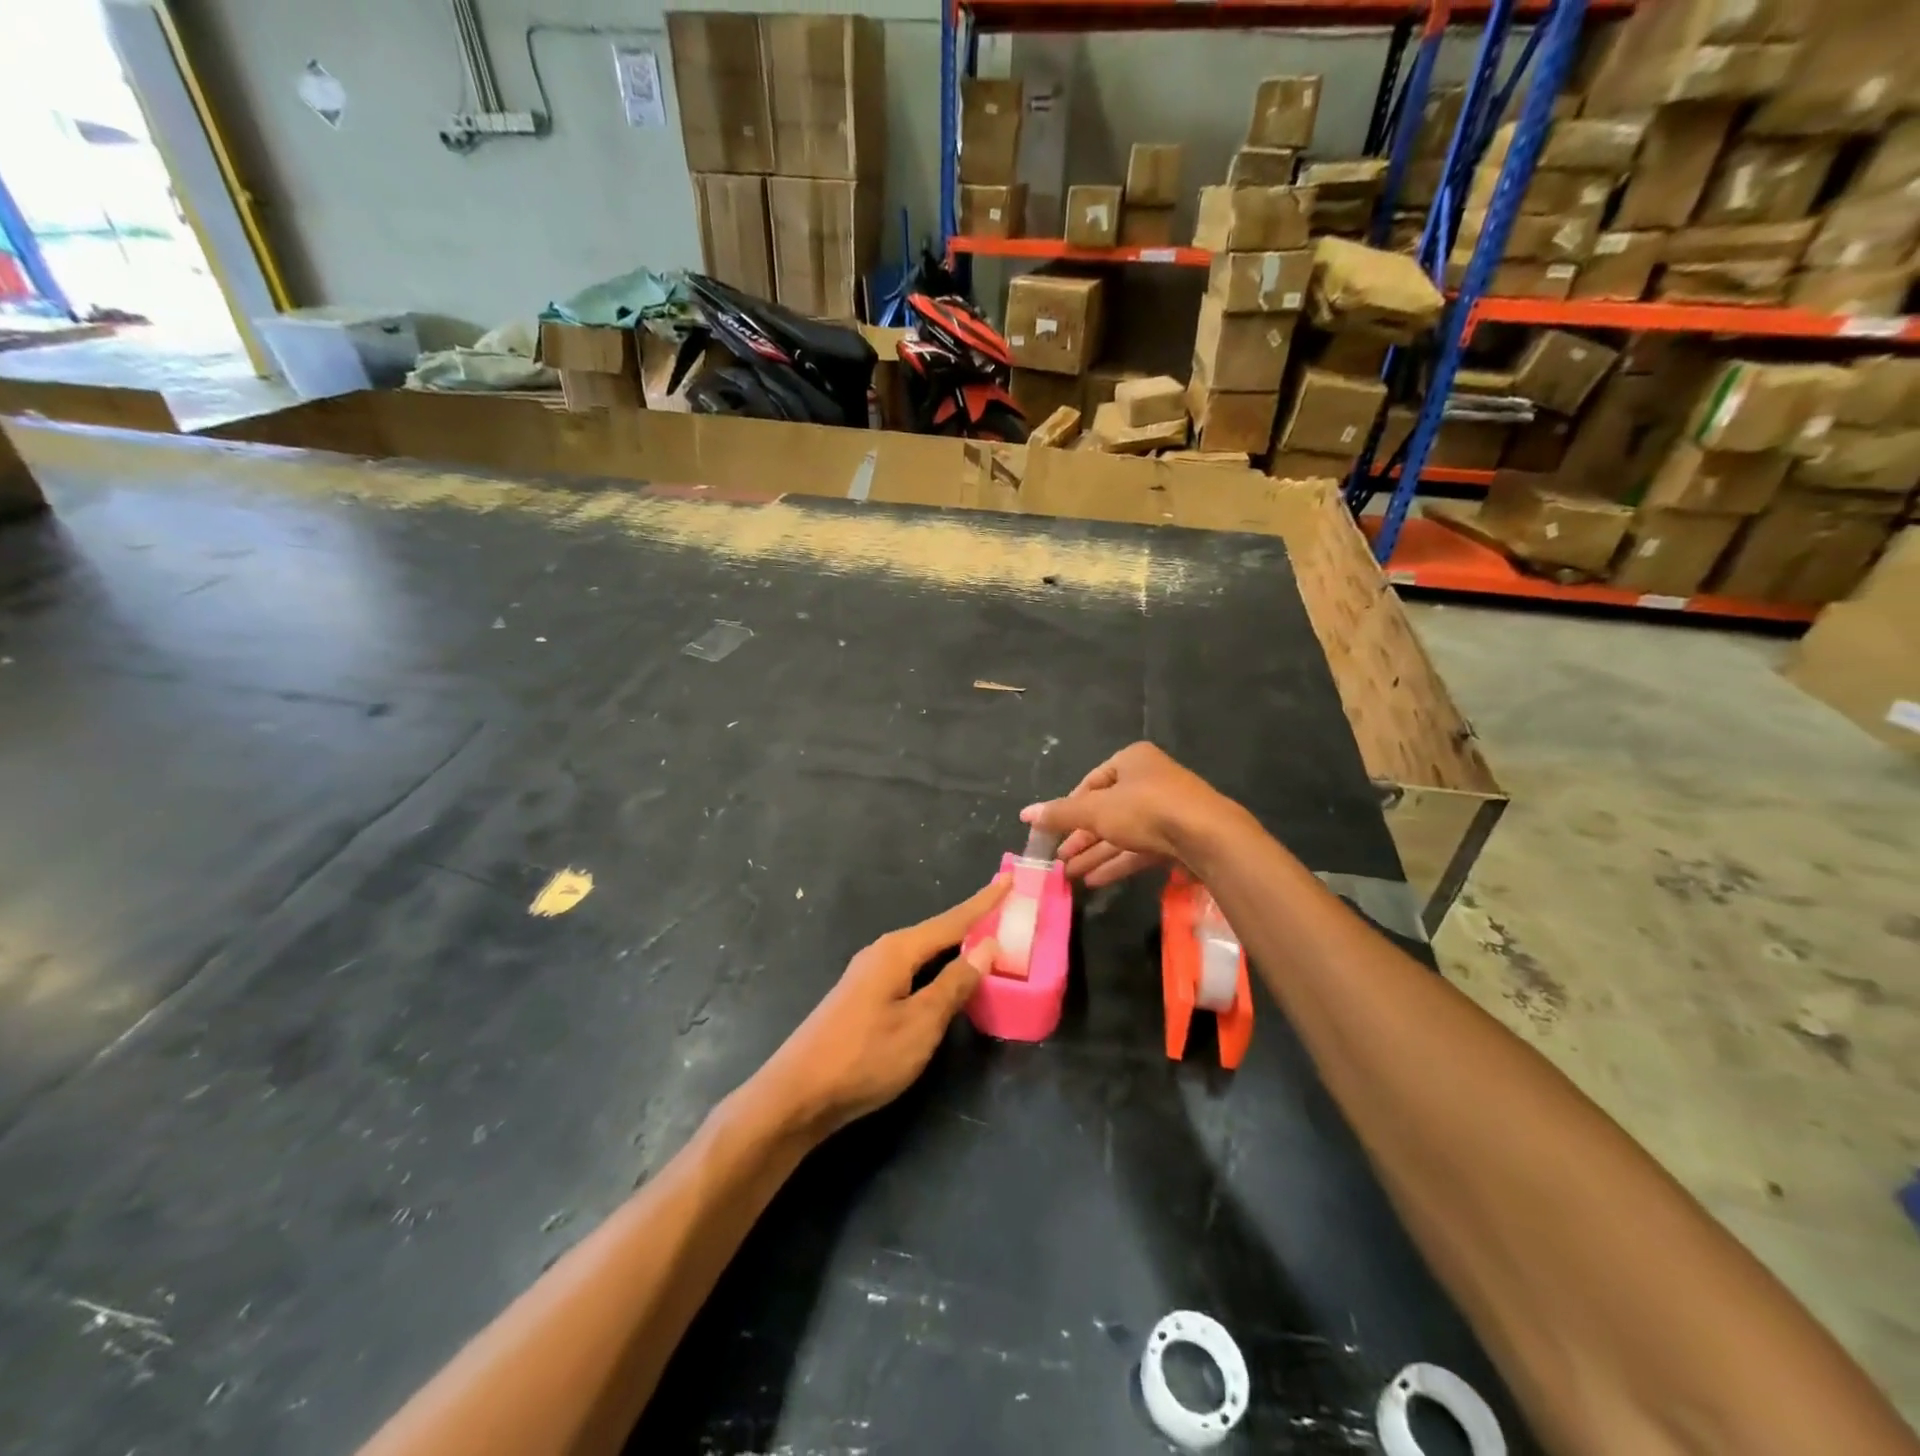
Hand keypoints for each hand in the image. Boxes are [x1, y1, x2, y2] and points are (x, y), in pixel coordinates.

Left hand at [759, 876, 1010, 1138]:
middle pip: (937, 932)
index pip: (952, 921)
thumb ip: (954, 984)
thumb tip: (986, 946)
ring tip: (984, 940)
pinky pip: (911, 971)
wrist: (797, 1095)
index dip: (984, 903)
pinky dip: (936, 968)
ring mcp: (869, 976)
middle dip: (971, 921)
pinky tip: (944, 979)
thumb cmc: (865, 1057)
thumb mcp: (920, 1023)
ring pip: (922, 953)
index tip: (1010, 879)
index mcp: (897, 951)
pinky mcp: (863, 998)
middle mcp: (882, 953)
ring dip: (953, 946)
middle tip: (1005, 910)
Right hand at [1023, 742, 1232, 886]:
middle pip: (1106, 810)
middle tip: (1059, 859)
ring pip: (1122, 832)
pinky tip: (1095, 881)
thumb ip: (1060, 814)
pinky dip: (1117, 863)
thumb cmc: (1146, 810)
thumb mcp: (1095, 810)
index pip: (1091, 782)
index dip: (1070, 807)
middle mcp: (1150, 780)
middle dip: (1081, 837)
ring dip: (1095, 854)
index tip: (1055, 830)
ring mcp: (1166, 809)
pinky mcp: (1177, 837)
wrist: (1208, 837)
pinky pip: (1140, 848)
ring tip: (1070, 876)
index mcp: (1132, 760)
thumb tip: (1024, 814)